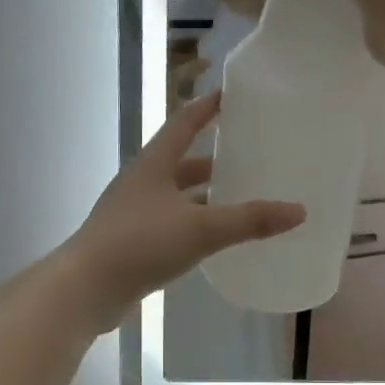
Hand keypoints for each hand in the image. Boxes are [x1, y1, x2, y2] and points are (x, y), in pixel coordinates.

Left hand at [58, 91, 305, 332]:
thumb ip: (249, 220)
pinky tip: (213, 238)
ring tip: (239, 196)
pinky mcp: (132, 243)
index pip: (184, 123)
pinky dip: (193, 224)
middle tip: (248, 154)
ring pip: (176, 195)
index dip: (207, 107)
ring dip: (204, 194)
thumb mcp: (200, 229)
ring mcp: (134, 214)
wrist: (85, 289)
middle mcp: (142, 183)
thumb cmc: (140, 244)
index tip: (232, 96)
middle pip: (181, 160)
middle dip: (213, 157)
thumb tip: (299, 211)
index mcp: (153, 164)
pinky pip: (171, 224)